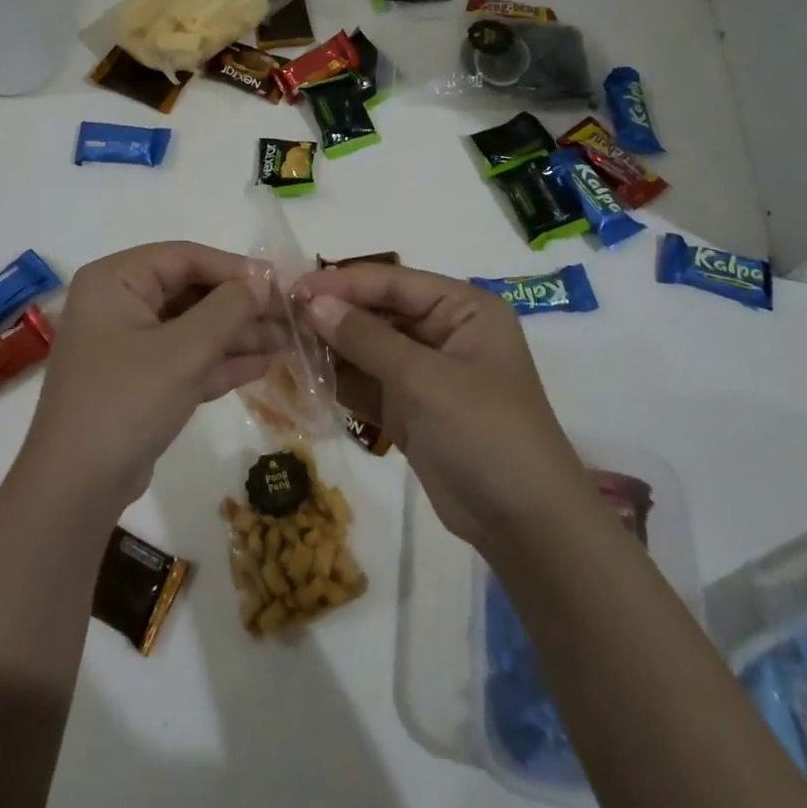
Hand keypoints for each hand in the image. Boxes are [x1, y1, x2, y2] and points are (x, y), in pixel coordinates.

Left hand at [23, 242, 273, 510]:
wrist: (75, 488)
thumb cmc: (126, 401)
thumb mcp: (184, 351)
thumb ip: (228, 309)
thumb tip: (264, 279)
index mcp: (115, 281)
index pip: (183, 257)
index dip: (234, 268)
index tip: (278, 282)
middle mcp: (118, 304)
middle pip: (190, 291)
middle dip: (241, 305)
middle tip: (290, 314)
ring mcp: (128, 345)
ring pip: (192, 327)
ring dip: (238, 334)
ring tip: (289, 340)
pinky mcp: (140, 382)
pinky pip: (186, 358)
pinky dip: (221, 361)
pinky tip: (264, 363)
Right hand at [296, 262, 583, 552]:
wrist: (524, 525)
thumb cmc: (485, 432)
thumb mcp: (425, 379)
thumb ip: (367, 338)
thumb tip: (313, 303)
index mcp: (463, 308)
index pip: (394, 282)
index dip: (343, 282)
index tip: (295, 289)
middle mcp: (444, 332)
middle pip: (378, 312)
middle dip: (334, 315)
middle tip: (282, 316)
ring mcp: (426, 372)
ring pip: (368, 347)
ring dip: (331, 347)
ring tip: (284, 344)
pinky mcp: (410, 408)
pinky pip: (367, 383)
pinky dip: (339, 380)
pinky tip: (303, 375)